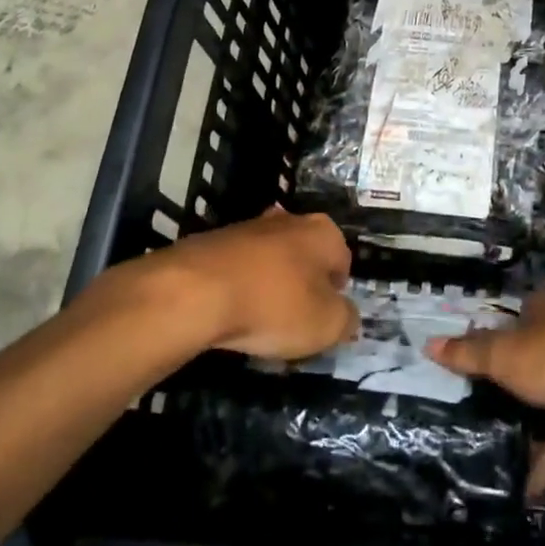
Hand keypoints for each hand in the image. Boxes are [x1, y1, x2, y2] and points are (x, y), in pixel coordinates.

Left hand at [159, 207, 357, 360]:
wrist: (196, 291)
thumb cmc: (275, 305)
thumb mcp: (327, 325)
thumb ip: (347, 320)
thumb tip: (348, 317)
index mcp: (324, 232)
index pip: (343, 262)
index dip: (337, 294)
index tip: (324, 320)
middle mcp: (289, 220)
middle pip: (305, 257)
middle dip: (303, 285)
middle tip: (294, 322)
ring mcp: (248, 227)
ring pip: (270, 262)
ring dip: (269, 287)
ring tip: (259, 322)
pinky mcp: (213, 241)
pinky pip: (238, 269)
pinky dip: (238, 289)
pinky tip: (230, 314)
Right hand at [429, 294, 544, 494]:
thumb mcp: (508, 354)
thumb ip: (470, 354)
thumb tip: (428, 343)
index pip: (510, 323)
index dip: (487, 343)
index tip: (462, 370)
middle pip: (528, 366)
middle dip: (505, 393)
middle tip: (469, 422)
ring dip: (526, 433)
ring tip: (489, 461)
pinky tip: (524, 490)